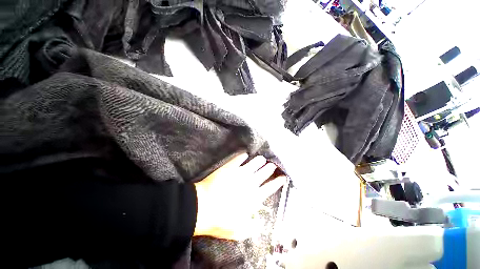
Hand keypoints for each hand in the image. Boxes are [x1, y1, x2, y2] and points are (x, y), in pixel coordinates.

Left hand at [194, 153, 285, 239]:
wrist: (202, 207)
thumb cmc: (220, 221)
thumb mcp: (238, 232)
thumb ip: (252, 228)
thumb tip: (260, 223)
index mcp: (254, 198)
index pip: (270, 188)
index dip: (277, 182)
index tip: (283, 177)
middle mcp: (249, 183)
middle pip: (263, 173)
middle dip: (269, 168)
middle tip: (272, 165)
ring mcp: (239, 173)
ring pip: (253, 164)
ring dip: (259, 161)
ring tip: (262, 158)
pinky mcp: (229, 168)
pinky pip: (238, 159)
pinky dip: (242, 156)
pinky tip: (245, 154)